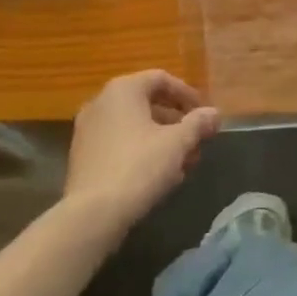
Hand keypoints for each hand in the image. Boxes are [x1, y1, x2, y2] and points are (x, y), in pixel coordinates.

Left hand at [65, 70, 219, 229]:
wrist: (91, 215)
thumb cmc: (139, 167)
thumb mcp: (177, 143)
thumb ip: (198, 124)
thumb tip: (214, 113)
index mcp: (123, 90)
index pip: (161, 79)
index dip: (187, 95)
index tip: (204, 114)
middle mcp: (101, 103)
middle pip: (147, 104)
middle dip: (176, 123)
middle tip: (197, 141)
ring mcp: (87, 131)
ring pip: (134, 127)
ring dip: (162, 140)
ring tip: (183, 164)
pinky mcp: (82, 157)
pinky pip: (118, 144)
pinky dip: (141, 152)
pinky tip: (159, 176)